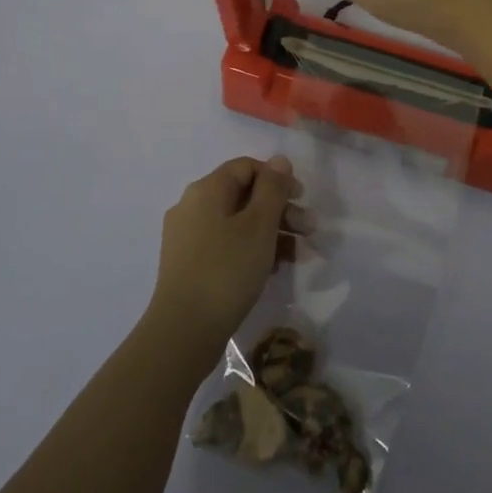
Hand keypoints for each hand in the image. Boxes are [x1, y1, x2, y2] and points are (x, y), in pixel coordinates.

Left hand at [147, 156, 307, 359]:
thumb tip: (279, 160)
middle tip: (308, 231)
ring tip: (296, 255)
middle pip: (243, 195)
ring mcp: (187, 237)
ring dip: (270, 232)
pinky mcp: (188, 264)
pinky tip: (272, 270)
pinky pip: (225, 245)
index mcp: (206, 190)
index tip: (301, 200)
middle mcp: (192, 206)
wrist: (183, 332)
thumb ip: (272, 189)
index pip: (246, 167)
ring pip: (236, 222)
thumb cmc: (227, 270)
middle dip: (279, 210)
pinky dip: (250, 250)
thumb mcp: (259, 226)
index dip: (277, 178)